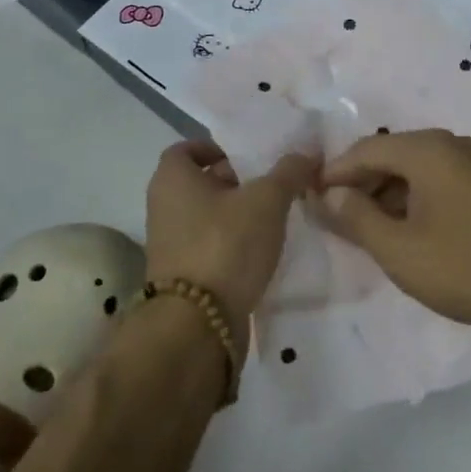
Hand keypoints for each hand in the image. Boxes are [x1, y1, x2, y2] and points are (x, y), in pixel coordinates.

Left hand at [145, 140, 316, 351]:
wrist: (197, 325)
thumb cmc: (225, 245)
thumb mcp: (266, 200)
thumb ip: (288, 172)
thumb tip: (307, 152)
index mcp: (172, 179)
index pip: (188, 148)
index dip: (217, 147)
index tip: (249, 155)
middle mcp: (163, 207)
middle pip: (201, 182)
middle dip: (236, 179)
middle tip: (273, 181)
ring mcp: (170, 244)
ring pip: (208, 215)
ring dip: (238, 213)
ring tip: (276, 214)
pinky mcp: (183, 276)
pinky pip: (211, 245)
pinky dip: (233, 242)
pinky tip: (264, 248)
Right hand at [319, 129, 470, 340]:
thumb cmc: (464, 268)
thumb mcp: (398, 249)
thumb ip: (356, 216)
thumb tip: (329, 193)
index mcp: (428, 149)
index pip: (366, 150)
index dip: (334, 173)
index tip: (309, 197)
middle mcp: (452, 145)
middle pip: (391, 155)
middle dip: (360, 183)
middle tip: (332, 215)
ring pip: (415, 169)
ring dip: (386, 193)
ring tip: (363, 227)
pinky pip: (438, 181)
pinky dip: (413, 198)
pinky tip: (403, 229)